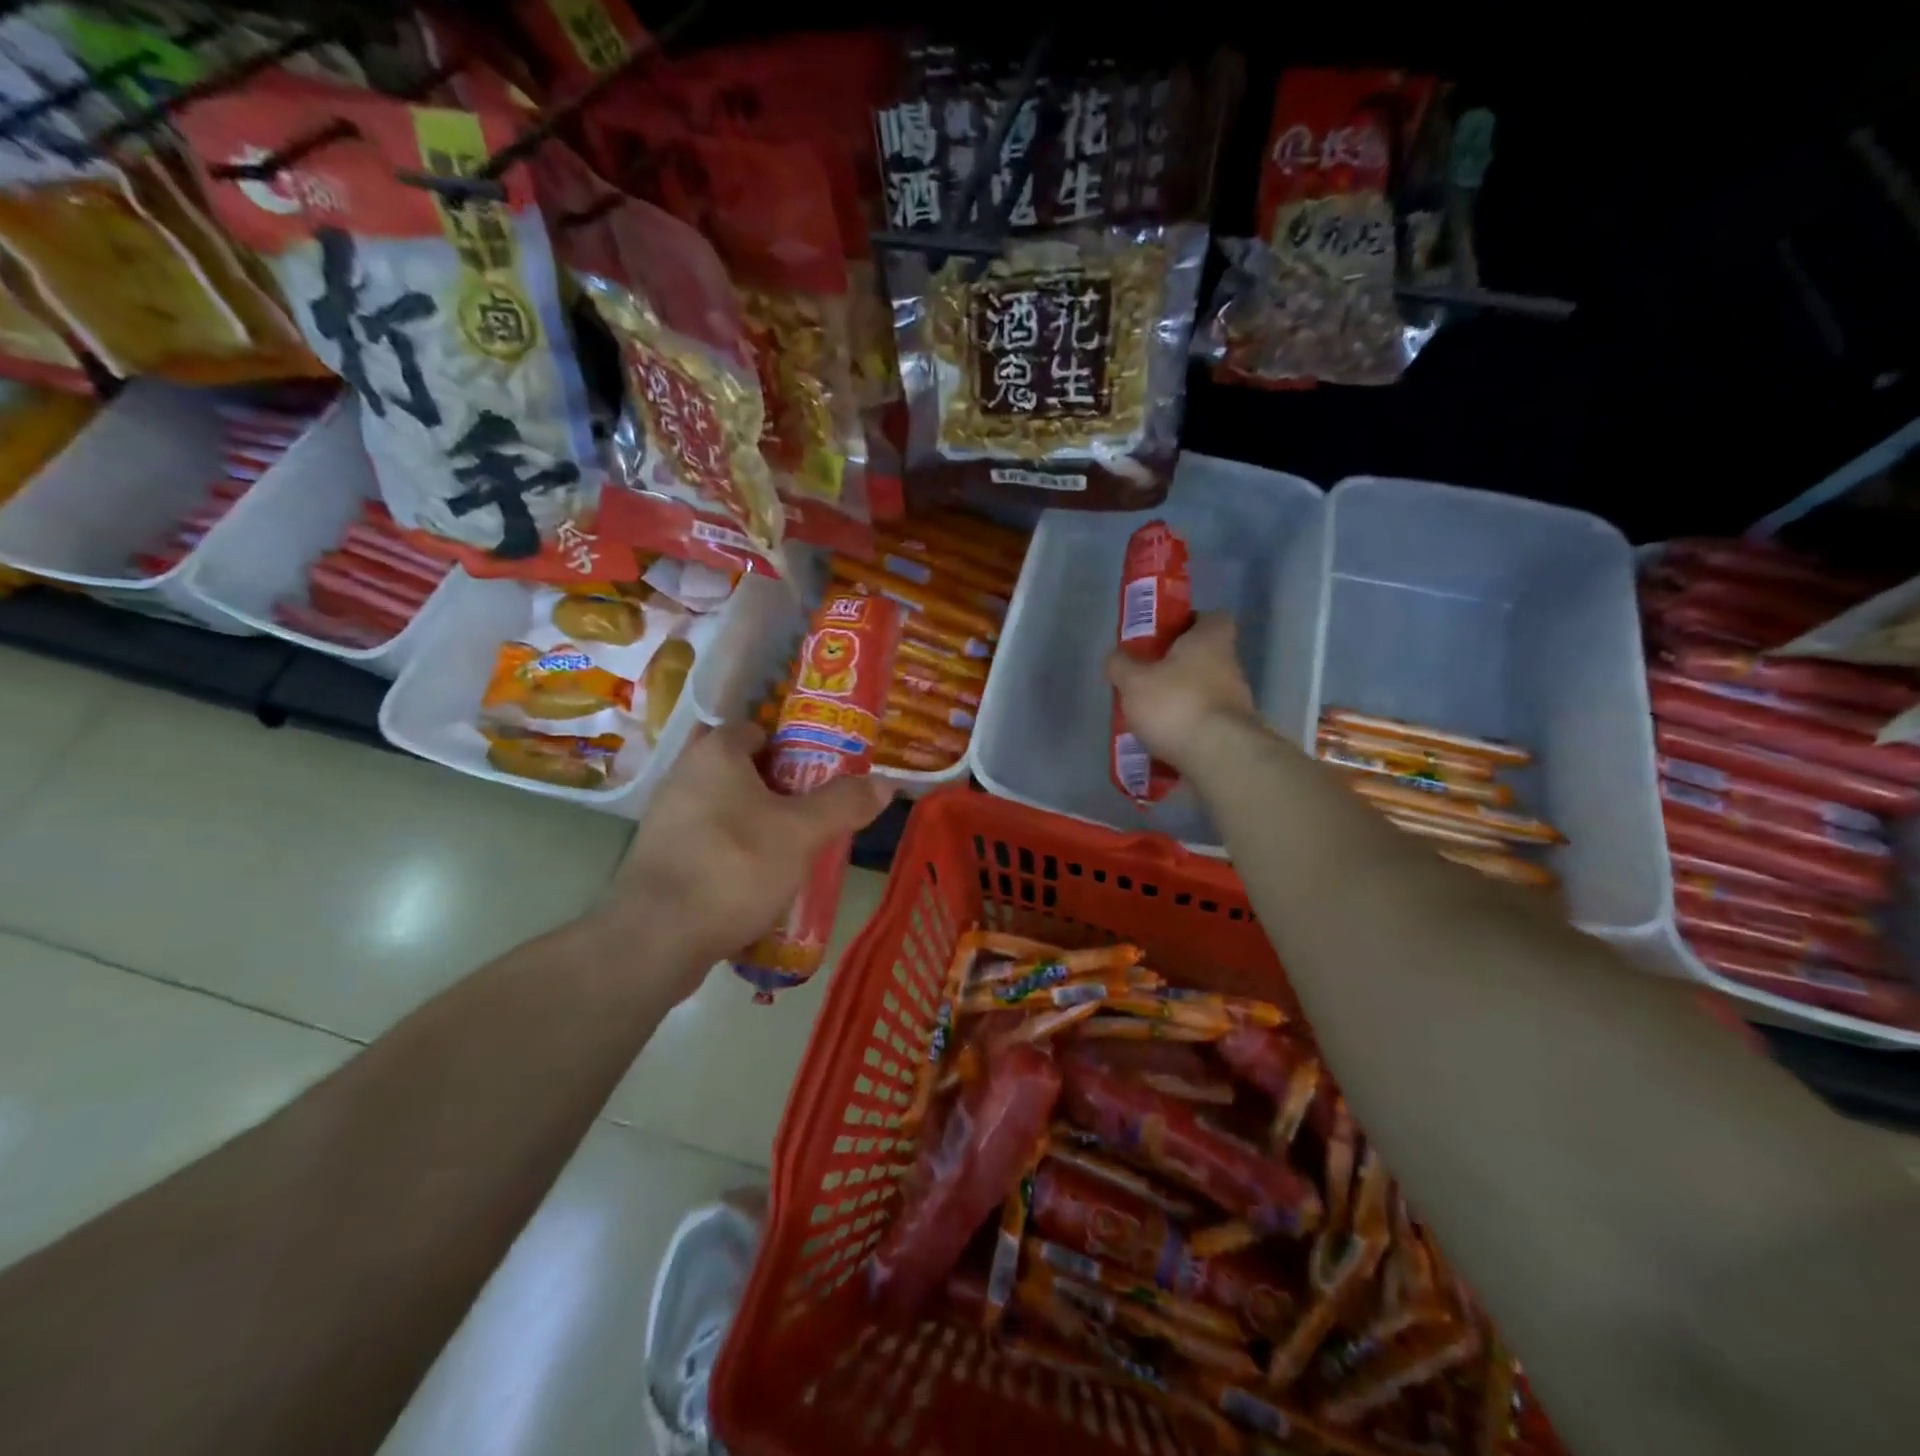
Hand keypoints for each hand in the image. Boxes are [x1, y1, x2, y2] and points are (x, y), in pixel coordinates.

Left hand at [598, 722, 893, 989]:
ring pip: (726, 808)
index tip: (823, 771)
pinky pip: (710, 840)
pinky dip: (736, 851)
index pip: (758, 729)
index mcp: (716, 753)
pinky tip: (761, 878)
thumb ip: (844, 804)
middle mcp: (685, 775)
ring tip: (797, 847)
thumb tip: (886, 783)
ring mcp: (668, 818)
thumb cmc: (734, 865)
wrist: (656, 938)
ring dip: (759, 822)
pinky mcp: (661, 857)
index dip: (794, 745)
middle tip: (817, 810)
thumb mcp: (802, 833)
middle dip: (781, 788)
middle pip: (744, 770)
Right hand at [1106, 612, 1258, 771]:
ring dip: (1180, 701)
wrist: (1220, 757)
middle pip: (1204, 658)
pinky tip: (1162, 744)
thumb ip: (1120, 665)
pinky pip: (1204, 724)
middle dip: (1177, 668)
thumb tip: (1116, 657)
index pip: (1211, 618)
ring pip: (1203, 692)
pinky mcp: (1234, 734)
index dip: (1188, 623)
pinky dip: (1186, 730)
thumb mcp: (1133, 681)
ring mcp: (1237, 702)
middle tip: (1145, 680)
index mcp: (1210, 640)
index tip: (1163, 636)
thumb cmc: (1175, 704)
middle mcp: (1230, 666)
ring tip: (1148, 718)